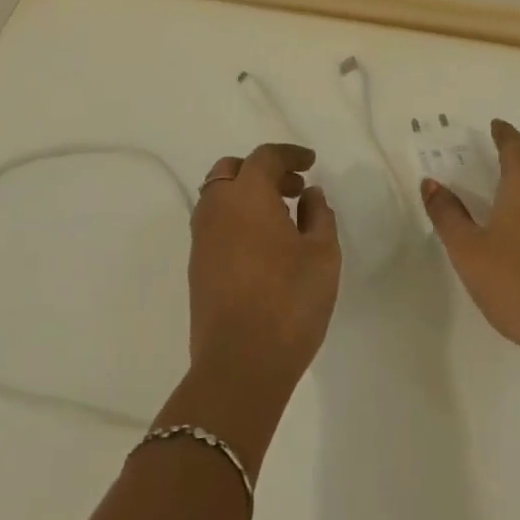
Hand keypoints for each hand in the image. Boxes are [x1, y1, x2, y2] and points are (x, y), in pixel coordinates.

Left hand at [189, 143, 340, 389]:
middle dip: (264, 171)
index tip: (311, 162)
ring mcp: (201, 238)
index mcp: (246, 195)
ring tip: (282, 217)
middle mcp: (216, 208)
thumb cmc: (289, 301)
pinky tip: (263, 245)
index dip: (290, 155)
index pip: (265, 157)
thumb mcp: (322, 254)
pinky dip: (237, 218)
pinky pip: (215, 224)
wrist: (239, 364)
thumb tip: (309, 194)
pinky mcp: (197, 266)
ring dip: (248, 195)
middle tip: (294, 188)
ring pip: (219, 197)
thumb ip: (318, 215)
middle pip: (233, 170)